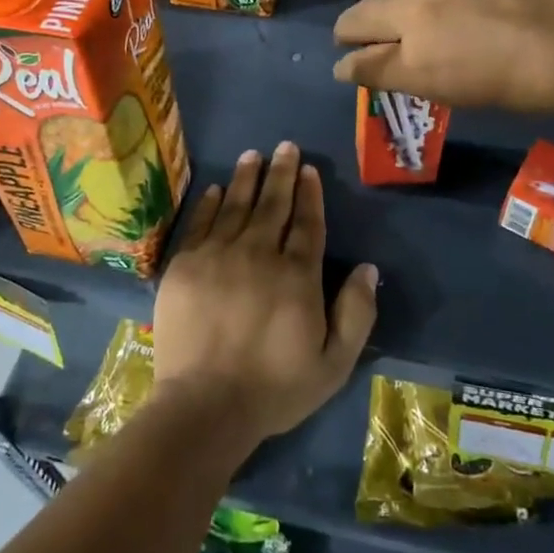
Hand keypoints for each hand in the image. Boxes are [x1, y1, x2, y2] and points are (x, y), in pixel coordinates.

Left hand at [150, 142, 377, 450]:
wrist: (205, 405)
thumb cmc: (275, 388)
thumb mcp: (334, 363)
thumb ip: (356, 313)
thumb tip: (368, 268)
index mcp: (296, 275)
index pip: (307, 224)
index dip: (309, 194)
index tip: (308, 169)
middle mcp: (259, 254)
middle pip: (273, 205)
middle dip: (281, 173)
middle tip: (284, 146)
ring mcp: (218, 256)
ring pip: (237, 206)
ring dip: (247, 178)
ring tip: (253, 155)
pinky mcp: (185, 266)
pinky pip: (201, 224)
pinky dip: (211, 203)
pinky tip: (218, 189)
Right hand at [332, 0, 553, 113]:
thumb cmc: (525, 85)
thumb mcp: (459, 94)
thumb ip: (408, 76)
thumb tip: (366, 68)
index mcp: (414, 54)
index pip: (363, 61)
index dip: (348, 66)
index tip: (343, 67)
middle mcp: (419, 9)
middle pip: (365, 13)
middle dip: (351, 25)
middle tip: (350, 32)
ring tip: (405, 3)